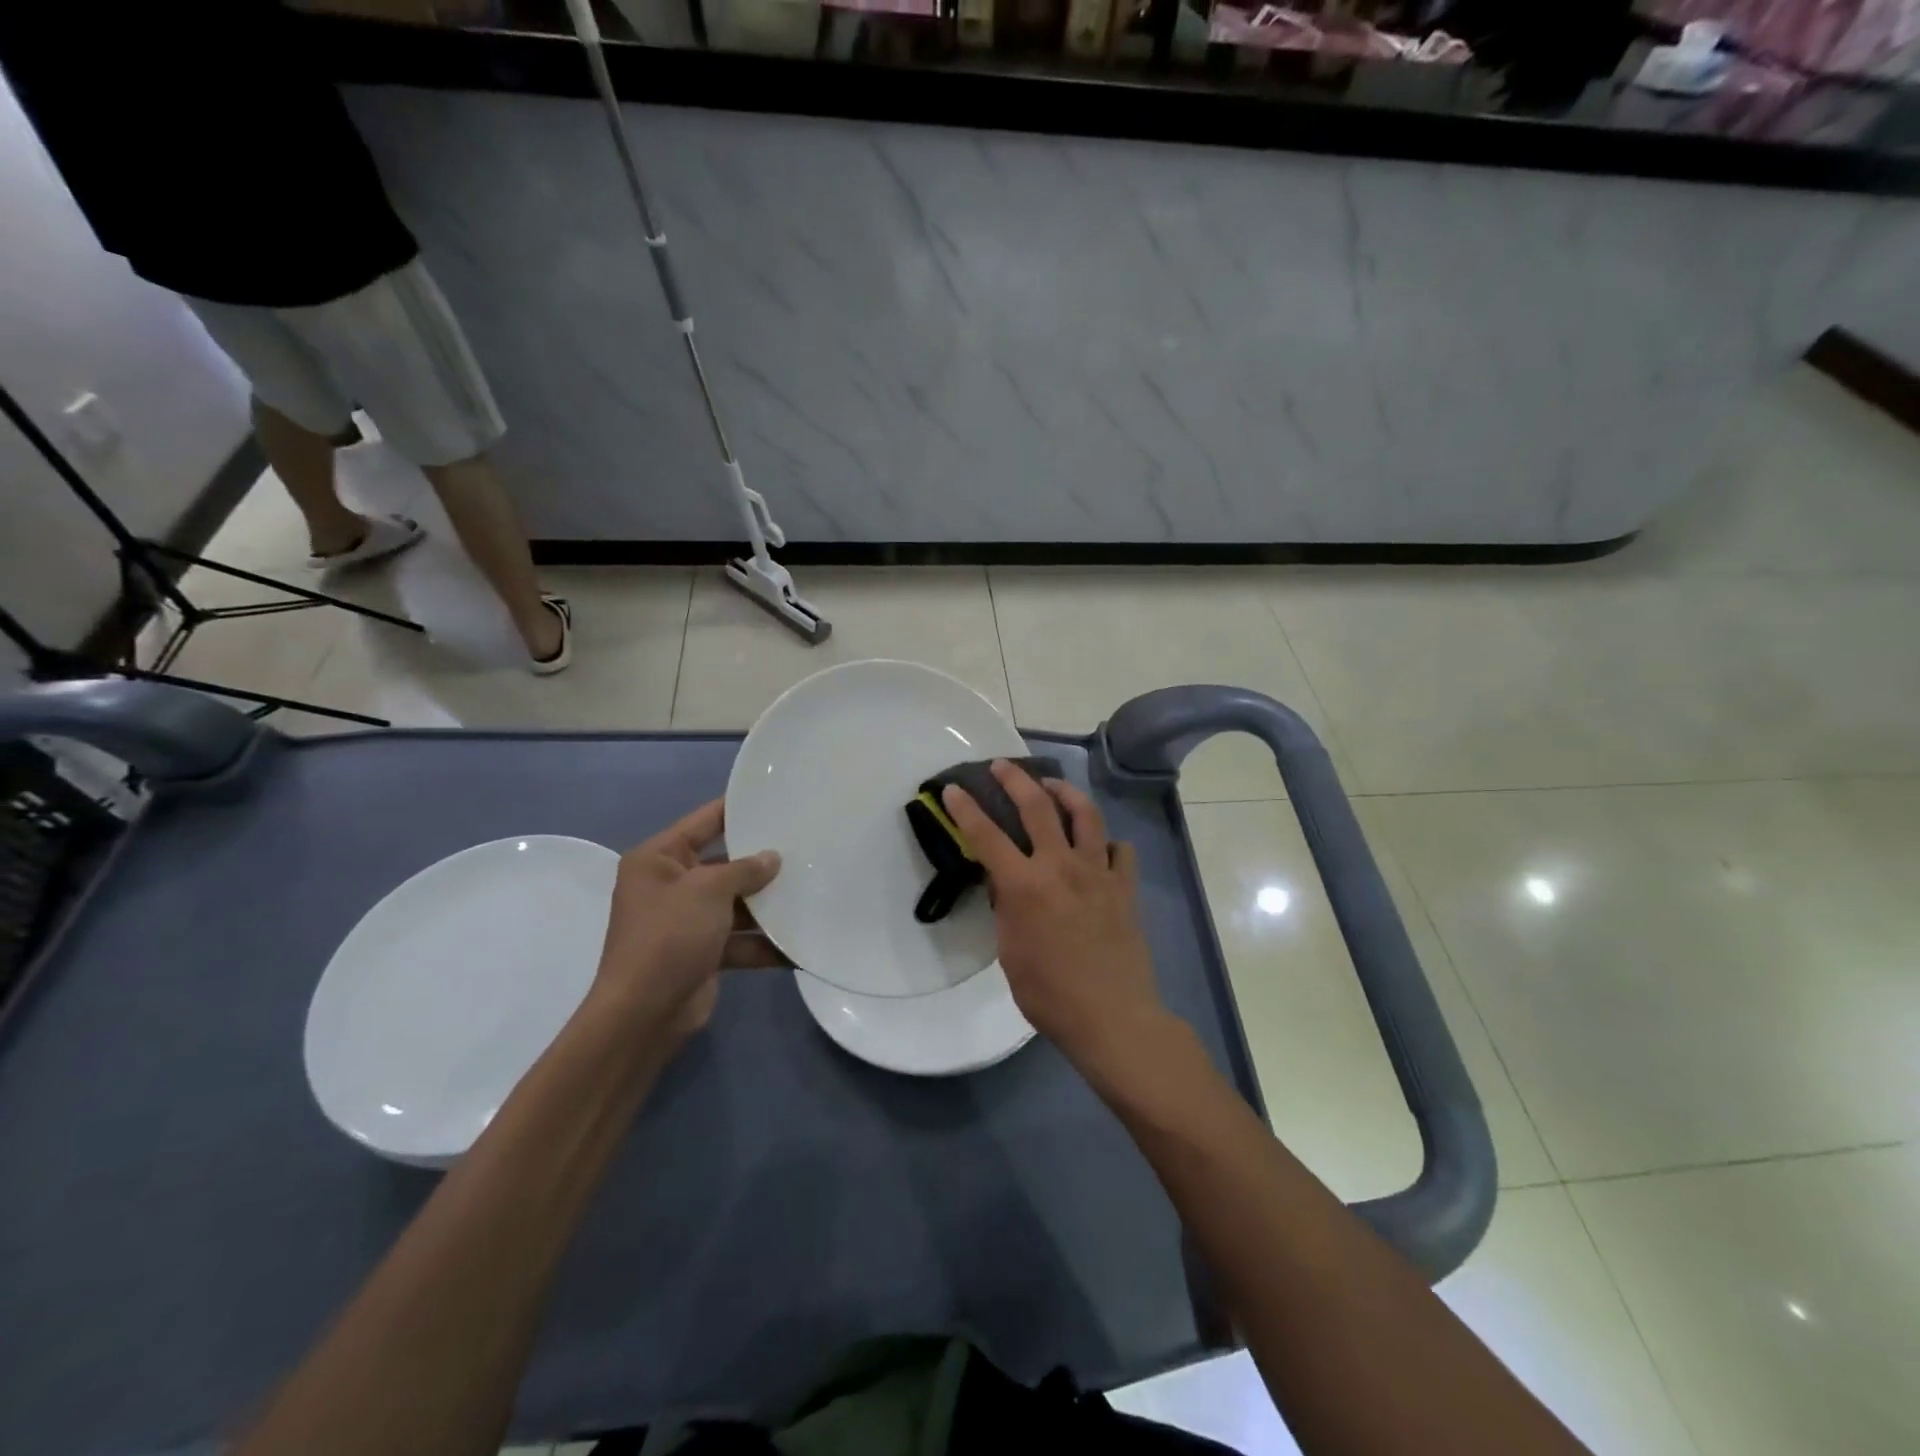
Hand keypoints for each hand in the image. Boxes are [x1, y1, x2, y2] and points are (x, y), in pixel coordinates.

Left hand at [589, 800, 783, 1050]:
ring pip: (736, 903)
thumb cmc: (669, 936)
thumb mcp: (708, 890)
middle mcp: (670, 885)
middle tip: (805, 846)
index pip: (704, 821)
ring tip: (812, 890)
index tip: (776, 798)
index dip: (738, 809)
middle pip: (724, 864)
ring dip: (768, 905)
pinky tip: (799, 944)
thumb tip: (773, 858)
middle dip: (761, 862)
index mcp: (658, 859)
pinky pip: (739, 939)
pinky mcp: (703, 953)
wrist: (644, 1014)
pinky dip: (764, 943)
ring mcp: (686, 921)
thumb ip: (744, 869)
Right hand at [942, 762, 1167, 1075]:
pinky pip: (1120, 850)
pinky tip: (1099, 845)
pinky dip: (1107, 841)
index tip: (954, 788)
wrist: (1112, 1017)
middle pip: (1037, 805)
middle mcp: (1061, 866)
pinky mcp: (1124, 886)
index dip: (966, 808)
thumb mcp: (1010, 953)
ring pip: (1085, 814)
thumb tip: (1006, 884)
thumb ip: (1007, 909)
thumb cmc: (1050, 994)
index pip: (986, 835)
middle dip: (1015, 779)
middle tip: (1001, 765)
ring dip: (1065, 792)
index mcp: (1025, 885)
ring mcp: (1098, 873)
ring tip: (1052, 786)